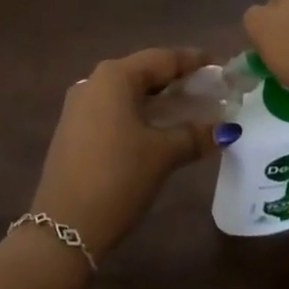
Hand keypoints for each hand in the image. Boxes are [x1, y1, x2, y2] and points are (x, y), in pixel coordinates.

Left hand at [31, 48, 219, 256]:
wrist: (63, 228)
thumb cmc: (118, 178)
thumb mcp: (162, 155)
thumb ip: (194, 135)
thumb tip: (225, 129)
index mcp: (115, 77)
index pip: (162, 59)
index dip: (192, 61)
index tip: (217, 64)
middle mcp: (94, 81)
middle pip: (143, 72)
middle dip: (175, 80)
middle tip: (206, 89)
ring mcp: (79, 105)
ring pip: (127, 92)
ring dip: (156, 99)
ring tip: (186, 109)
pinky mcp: (72, 129)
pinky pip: (112, 109)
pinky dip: (137, 113)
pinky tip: (154, 129)